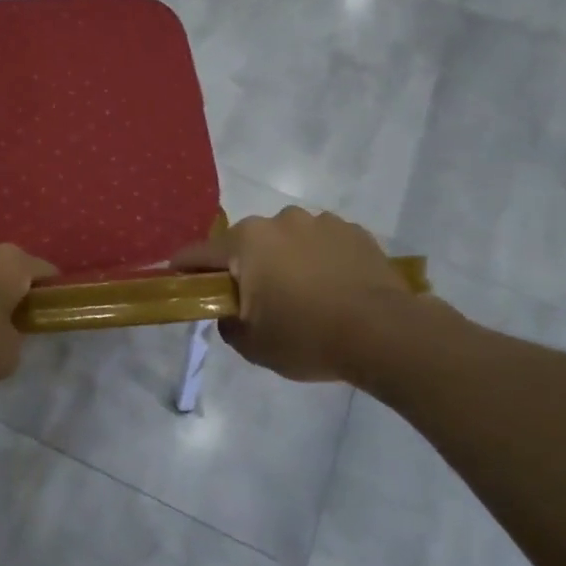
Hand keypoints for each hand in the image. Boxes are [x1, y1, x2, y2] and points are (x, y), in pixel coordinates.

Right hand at [173, 208, 449, 386]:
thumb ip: (228, 324)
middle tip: (254, 299)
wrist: (385, 333)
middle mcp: (279, 221)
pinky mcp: (353, 231)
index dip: (185, 269)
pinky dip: (318, 260)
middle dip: (243, 266)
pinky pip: (321, 243)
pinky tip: (332, 288)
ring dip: (284, 260)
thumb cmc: (308, 337)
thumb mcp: (253, 345)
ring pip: (286, 240)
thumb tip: (229, 312)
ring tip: (302, 295)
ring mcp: (319, 222)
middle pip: (245, 244)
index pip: (199, 253)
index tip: (179, 281)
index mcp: (246, 242)